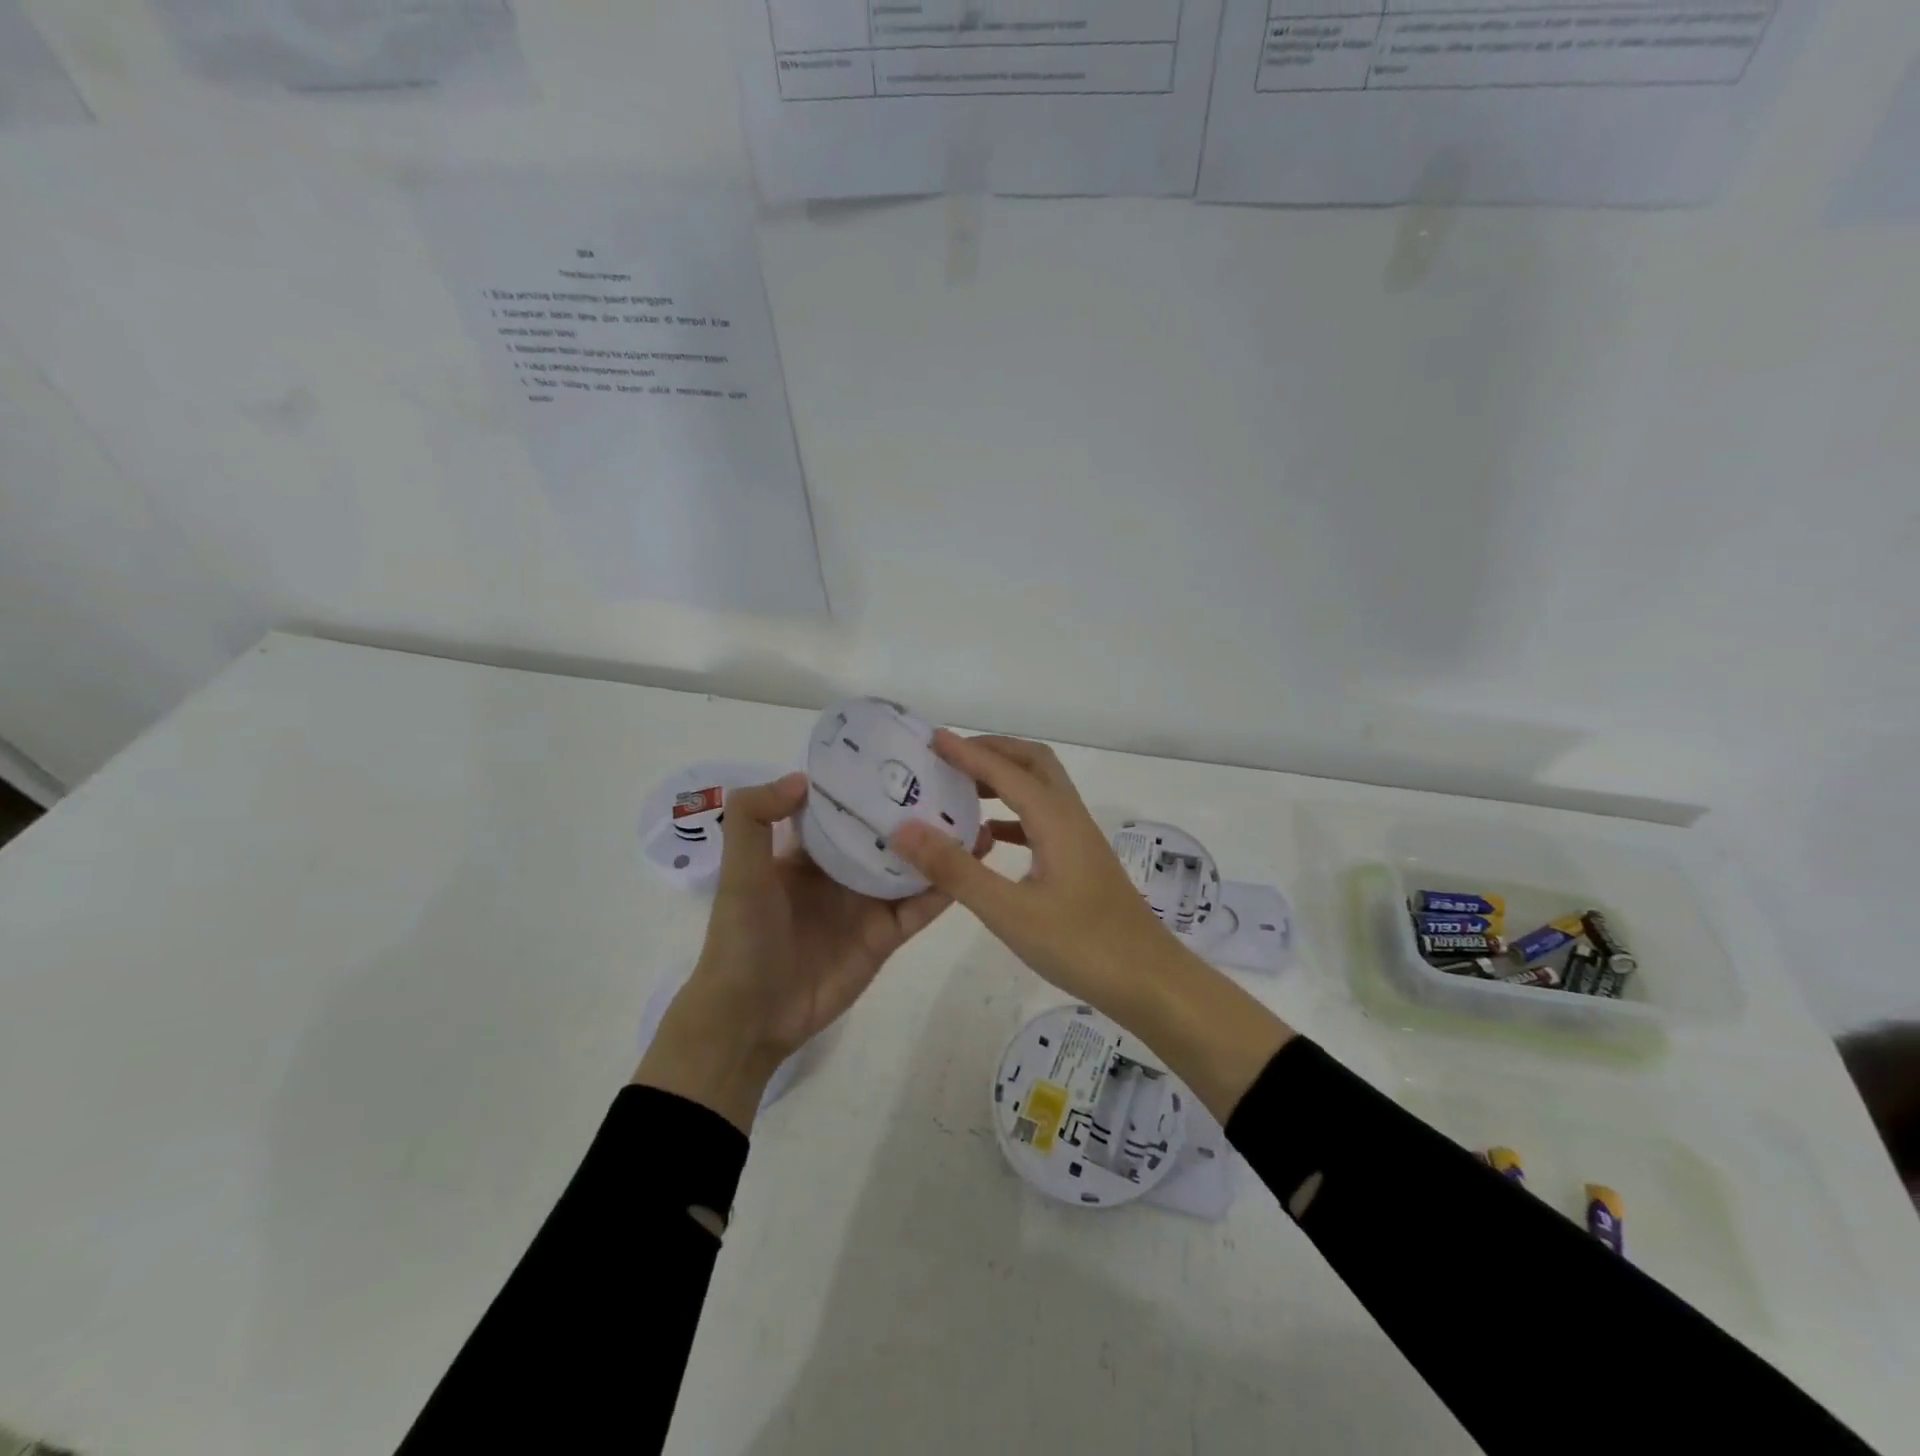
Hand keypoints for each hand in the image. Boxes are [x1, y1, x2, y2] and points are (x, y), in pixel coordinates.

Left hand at [636, 771, 972, 1130]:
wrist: (751, 1016)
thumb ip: (754, 817)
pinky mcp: (887, 935)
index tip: (904, 753)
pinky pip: (921, 907)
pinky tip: (973, 862)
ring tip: (980, 815)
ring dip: (942, 844)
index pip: (844, 806)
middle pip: (887, 833)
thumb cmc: (742, 936)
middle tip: (959, 779)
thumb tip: (804, 777)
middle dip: (917, 809)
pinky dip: (946, 886)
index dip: (869, 782)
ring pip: (912, 866)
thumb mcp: (739, 870)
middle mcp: (843, 870)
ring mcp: (868, 903)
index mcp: (809, 851)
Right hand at [889, 733, 1183, 1014]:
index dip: (967, 752)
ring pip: (1041, 789)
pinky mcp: (1081, 863)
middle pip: (1033, 763)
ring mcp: (1079, 840)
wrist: (1150, 981)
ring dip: (1004, 779)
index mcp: (1055, 820)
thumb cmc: (1081, 945)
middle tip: (950, 757)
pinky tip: (991, 837)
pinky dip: (1013, 814)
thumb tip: (905, 830)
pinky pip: (1043, 820)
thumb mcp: (1009, 912)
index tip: (931, 738)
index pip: (1005, 771)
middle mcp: (1070, 818)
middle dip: (992, 751)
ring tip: (961, 789)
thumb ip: (956, 870)